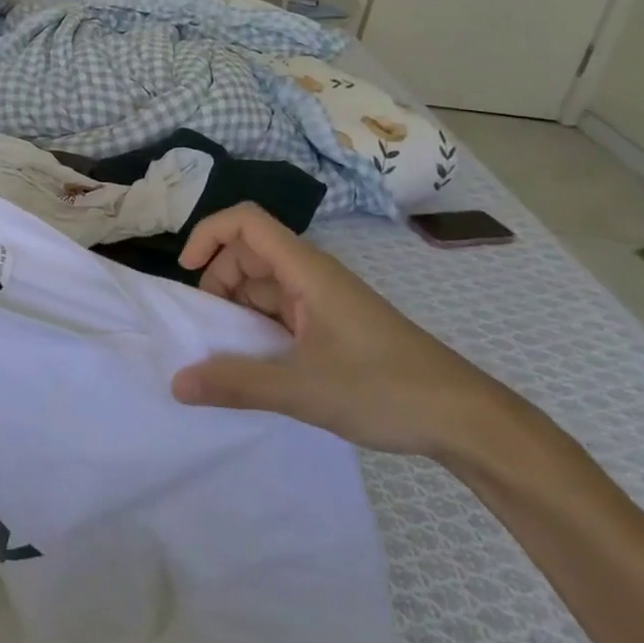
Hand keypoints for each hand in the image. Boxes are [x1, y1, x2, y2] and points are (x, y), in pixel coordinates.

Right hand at [171, 203, 519, 458]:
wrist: (466, 420)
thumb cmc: (385, 389)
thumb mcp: (302, 390)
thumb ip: (236, 383)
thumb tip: (176, 383)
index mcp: (306, 270)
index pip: (246, 222)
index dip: (208, 234)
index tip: (187, 273)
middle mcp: (312, 275)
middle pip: (249, 253)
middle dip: (217, 280)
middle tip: (206, 328)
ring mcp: (324, 301)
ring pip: (264, 285)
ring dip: (237, 309)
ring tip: (224, 352)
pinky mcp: (333, 326)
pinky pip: (282, 312)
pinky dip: (259, 329)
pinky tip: (255, 365)